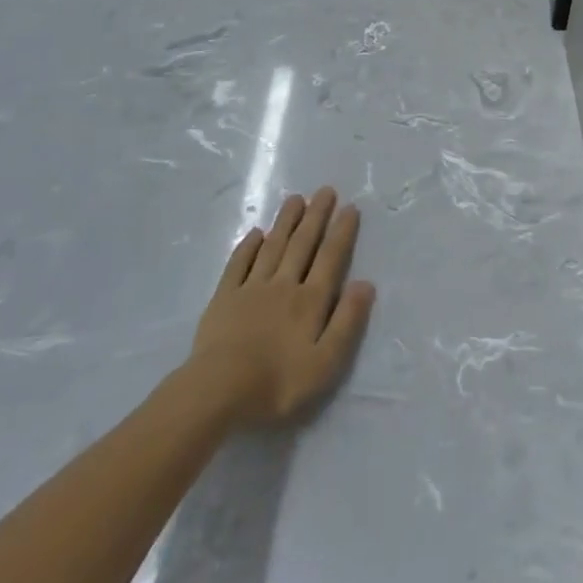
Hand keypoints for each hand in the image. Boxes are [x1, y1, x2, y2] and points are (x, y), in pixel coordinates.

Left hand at [185, 188, 374, 430]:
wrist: (217, 392)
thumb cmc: (277, 384)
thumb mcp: (325, 363)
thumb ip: (347, 322)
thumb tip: (365, 283)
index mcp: (310, 301)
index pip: (330, 258)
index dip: (341, 232)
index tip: (349, 207)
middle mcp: (284, 285)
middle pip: (302, 244)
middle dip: (316, 216)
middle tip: (325, 190)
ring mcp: (251, 289)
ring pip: (273, 247)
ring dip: (286, 222)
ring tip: (296, 198)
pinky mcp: (224, 298)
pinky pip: (239, 264)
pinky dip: (248, 246)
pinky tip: (256, 233)